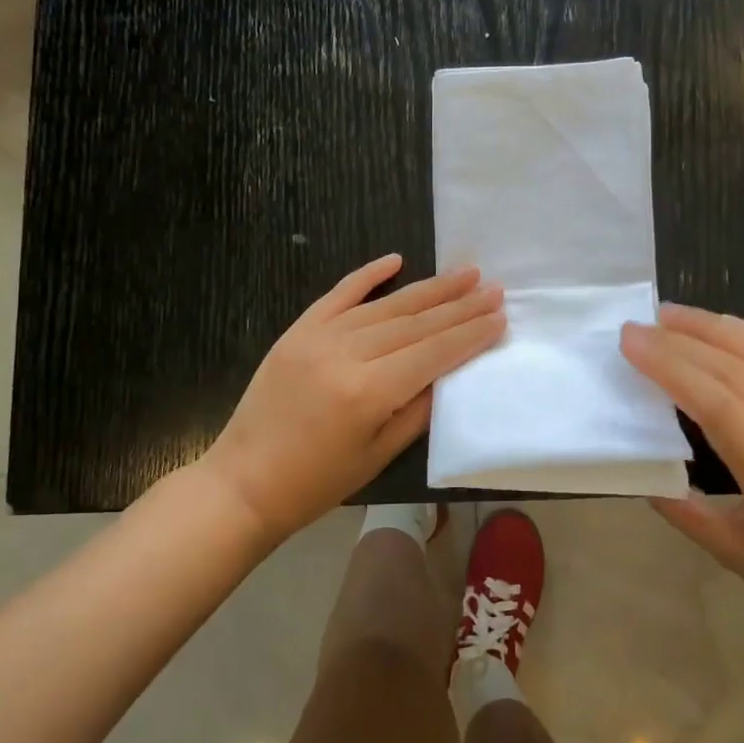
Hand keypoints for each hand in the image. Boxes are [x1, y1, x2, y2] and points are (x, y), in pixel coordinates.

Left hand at [206, 254, 504, 543]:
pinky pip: (338, 294)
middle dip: (460, 305)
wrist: (243, 483)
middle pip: (416, 322)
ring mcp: (319, 336)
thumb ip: (419, 408)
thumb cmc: (317, 482)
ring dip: (429, 289)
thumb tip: (450, 370)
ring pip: (386, 305)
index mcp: (370, 391)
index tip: (500, 316)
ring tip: (465, 274)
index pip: (433, 352)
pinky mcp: (298, 330)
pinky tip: (396, 259)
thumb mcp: (379, 455)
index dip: (470, 334)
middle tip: (494, 288)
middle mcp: (347, 354)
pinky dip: (368, 275)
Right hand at [621, 304, 743, 654]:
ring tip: (673, 315)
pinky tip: (724, 328)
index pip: (716, 401)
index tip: (631, 341)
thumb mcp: (731, 552)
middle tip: (639, 324)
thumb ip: (679, 505)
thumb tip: (639, 460)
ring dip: (715, 327)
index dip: (669, 364)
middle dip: (682, 340)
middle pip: (736, 368)